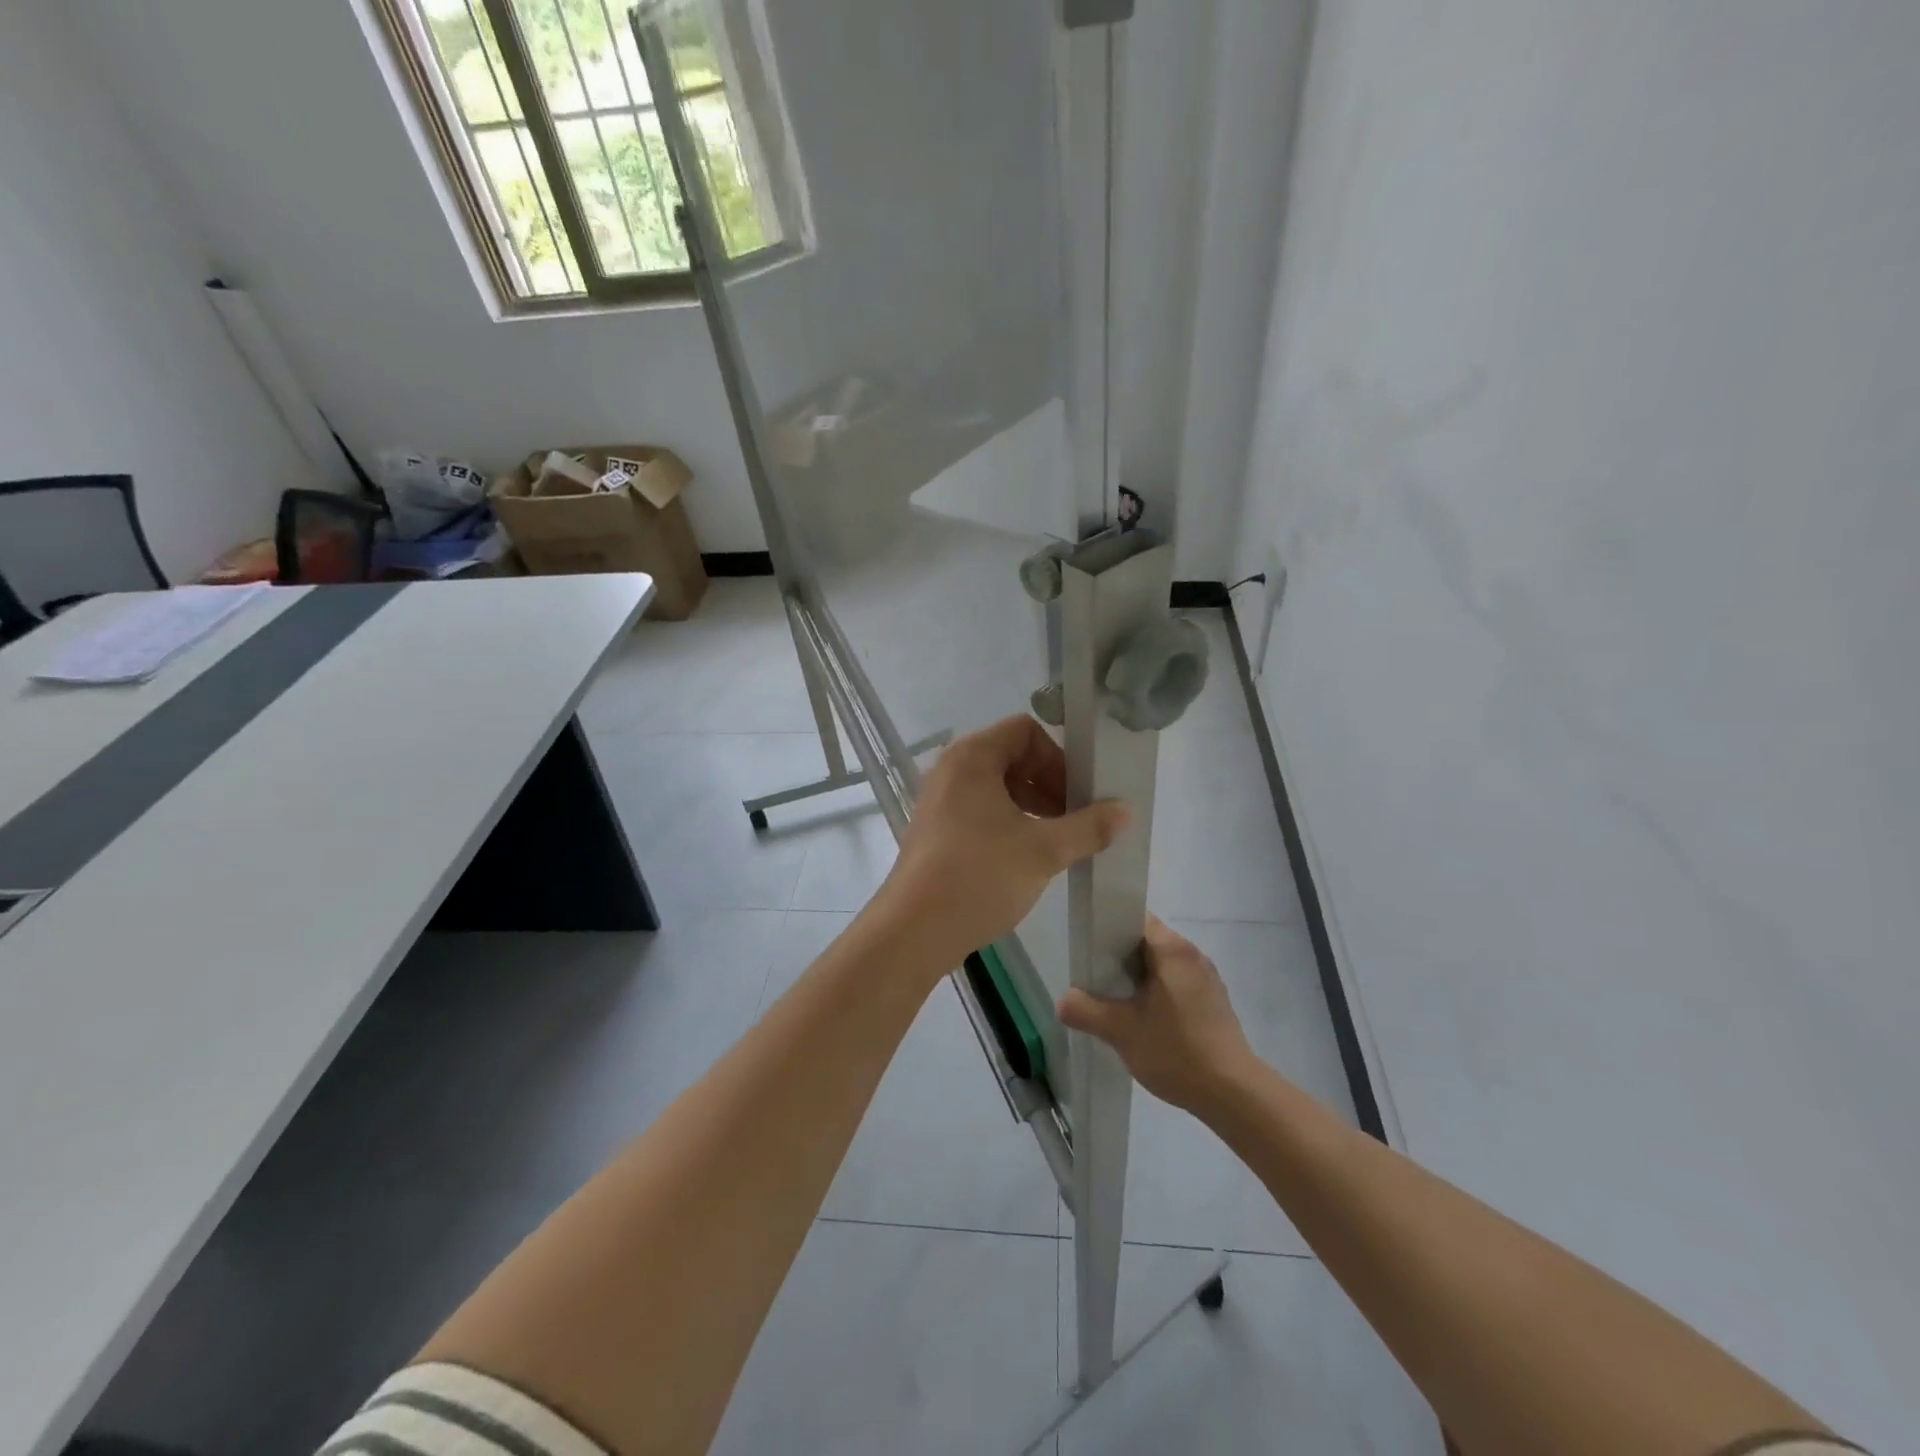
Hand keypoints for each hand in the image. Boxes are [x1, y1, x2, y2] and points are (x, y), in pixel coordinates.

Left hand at [875, 716, 1129, 967]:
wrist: (914, 930)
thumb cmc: (980, 876)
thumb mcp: (1044, 850)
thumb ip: (1089, 826)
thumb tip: (1126, 811)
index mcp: (972, 756)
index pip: (1026, 730)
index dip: (1058, 758)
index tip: (1078, 795)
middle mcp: (952, 768)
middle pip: (1013, 756)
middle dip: (1050, 783)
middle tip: (1075, 819)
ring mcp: (940, 799)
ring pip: (998, 786)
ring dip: (1033, 805)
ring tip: (1057, 841)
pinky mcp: (936, 828)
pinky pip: (981, 809)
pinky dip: (1010, 822)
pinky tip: (1028, 856)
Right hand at [1058, 917, 1257, 1115]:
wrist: (1234, 1094)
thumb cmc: (1177, 1051)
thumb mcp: (1121, 1031)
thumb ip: (1086, 1011)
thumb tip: (1063, 1001)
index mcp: (1173, 949)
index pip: (1135, 919)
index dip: (1108, 929)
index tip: (1088, 950)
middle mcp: (1193, 954)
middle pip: (1147, 941)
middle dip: (1119, 957)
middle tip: (1094, 979)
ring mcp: (1207, 978)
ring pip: (1161, 964)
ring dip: (1138, 978)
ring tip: (1115, 1001)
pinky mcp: (1213, 1001)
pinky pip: (1176, 983)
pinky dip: (1156, 992)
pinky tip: (1144, 1019)